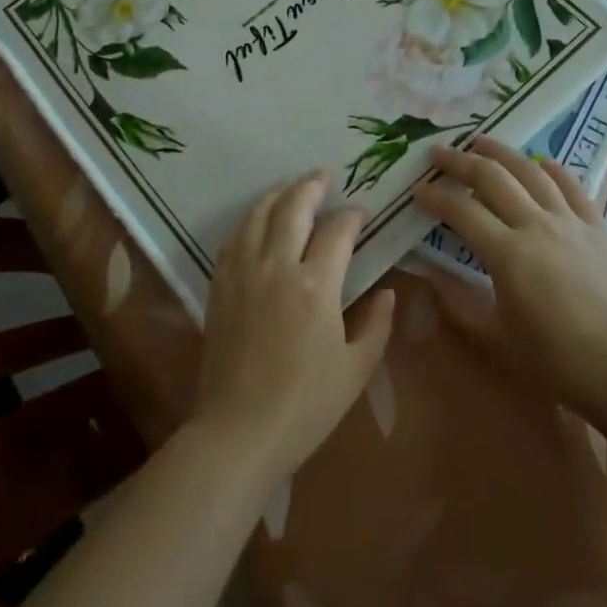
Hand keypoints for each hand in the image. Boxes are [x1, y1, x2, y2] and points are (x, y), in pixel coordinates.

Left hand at [192, 170, 396, 484]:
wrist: (238, 431)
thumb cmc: (305, 405)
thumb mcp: (355, 370)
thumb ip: (375, 325)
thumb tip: (386, 291)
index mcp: (316, 285)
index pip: (336, 231)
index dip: (351, 216)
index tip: (360, 212)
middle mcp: (276, 266)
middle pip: (292, 207)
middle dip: (311, 185)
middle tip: (325, 175)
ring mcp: (243, 273)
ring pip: (258, 215)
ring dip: (278, 194)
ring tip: (292, 188)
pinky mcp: (220, 286)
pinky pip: (234, 238)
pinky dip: (250, 219)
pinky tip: (258, 220)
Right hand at [413, 137, 606, 425]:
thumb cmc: (557, 362)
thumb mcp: (496, 338)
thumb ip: (456, 302)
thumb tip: (426, 274)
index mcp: (508, 254)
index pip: (461, 210)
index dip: (435, 196)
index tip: (417, 190)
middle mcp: (537, 226)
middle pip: (492, 178)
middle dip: (460, 161)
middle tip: (437, 153)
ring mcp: (571, 223)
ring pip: (531, 172)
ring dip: (502, 152)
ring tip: (480, 141)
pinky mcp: (598, 228)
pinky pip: (573, 187)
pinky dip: (552, 169)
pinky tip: (540, 162)